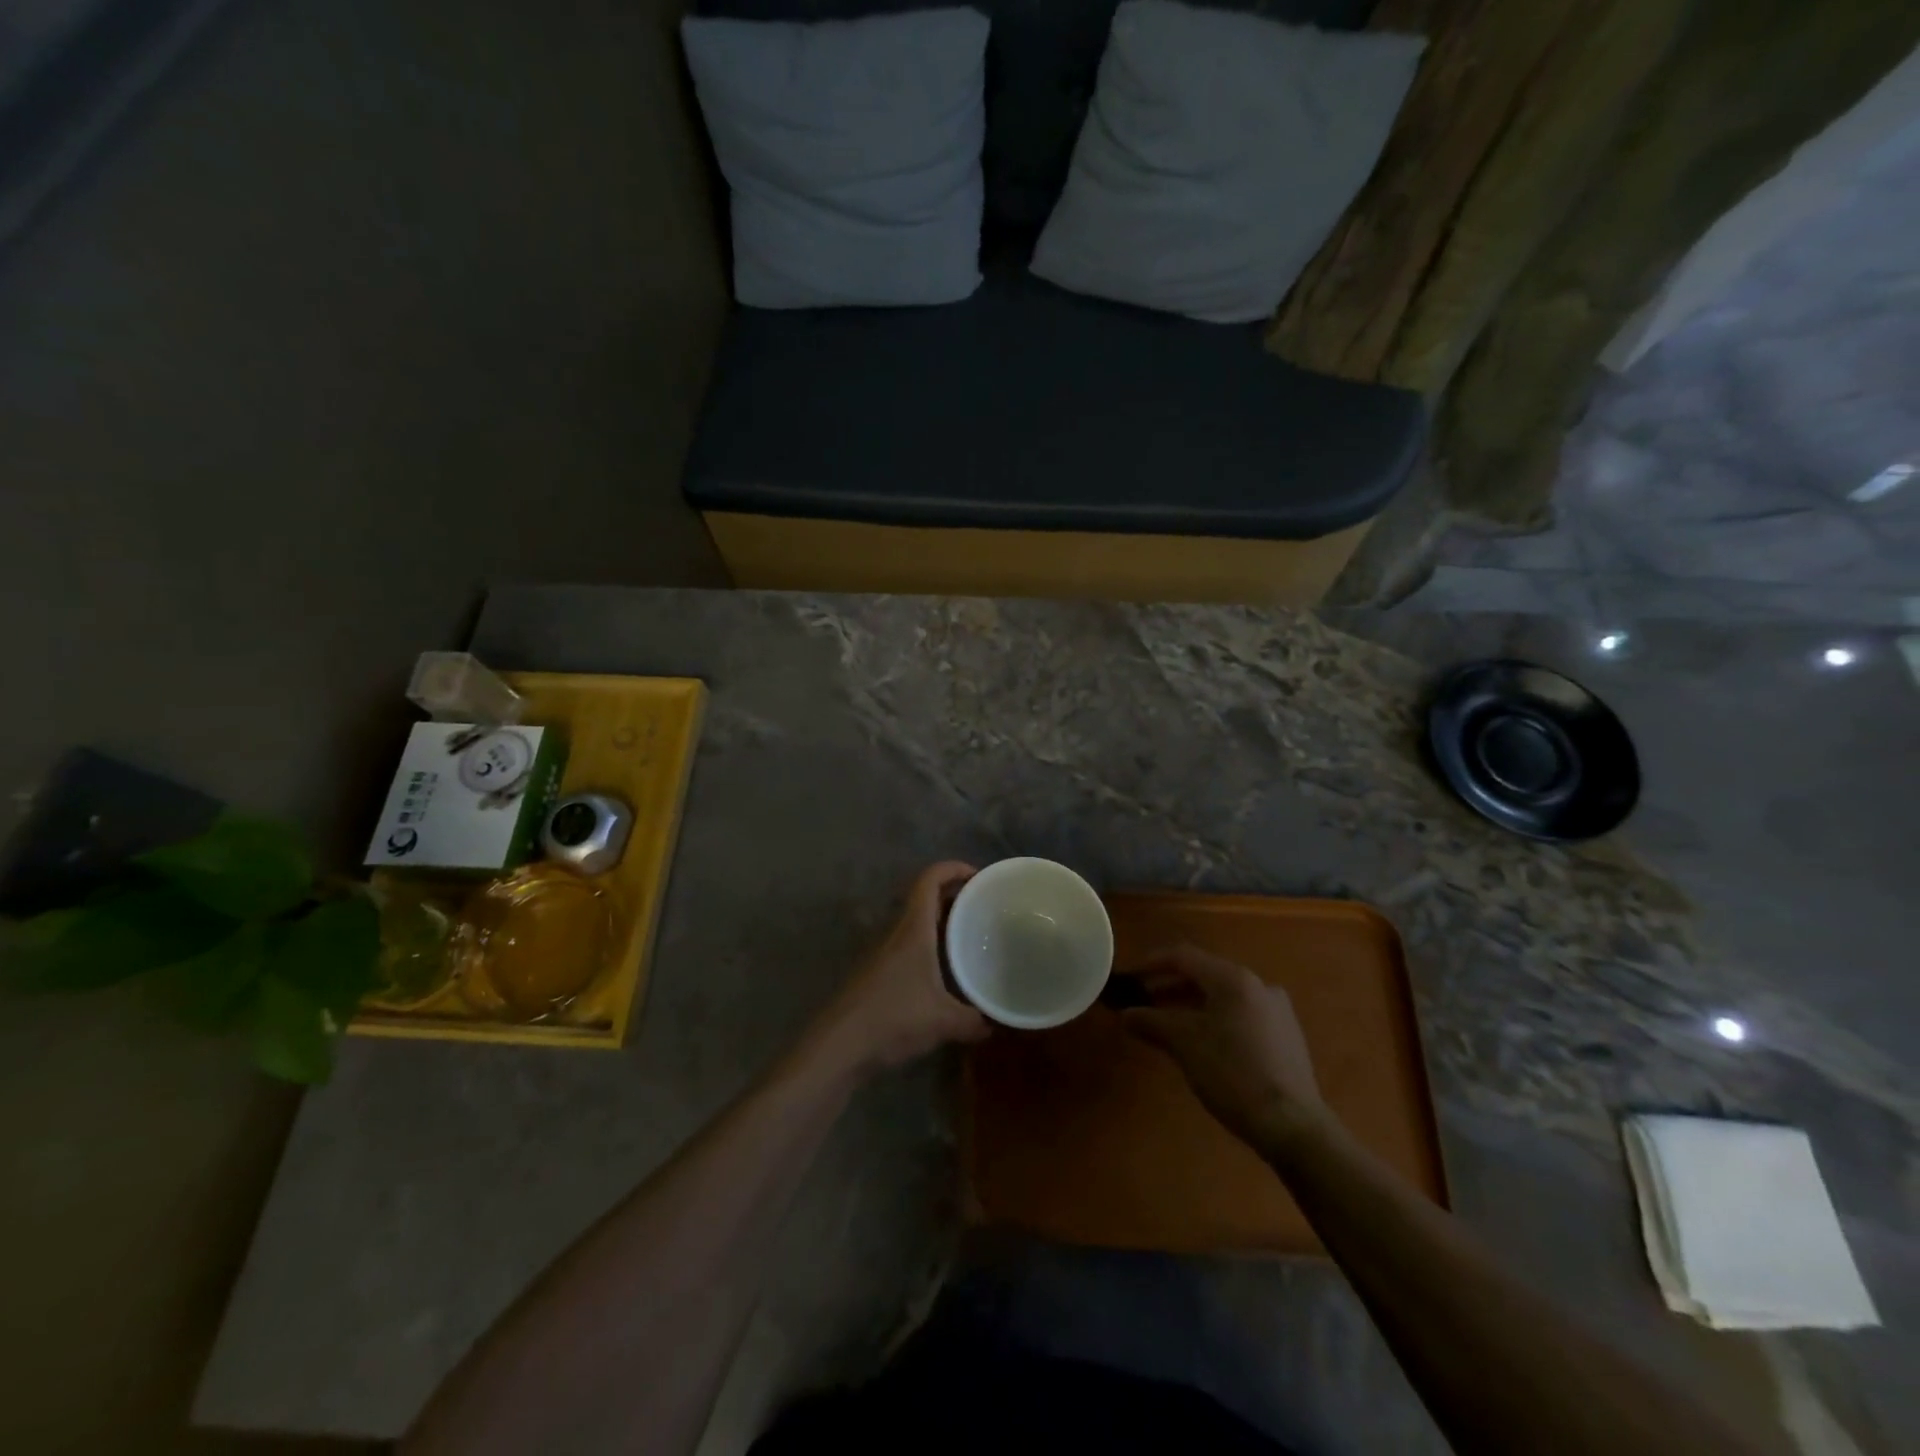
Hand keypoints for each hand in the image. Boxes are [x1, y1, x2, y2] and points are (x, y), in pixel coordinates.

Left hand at [815, 862, 989, 1075]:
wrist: (839, 1045)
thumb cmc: (892, 1019)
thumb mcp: (943, 1021)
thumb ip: (974, 1020)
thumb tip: (996, 1021)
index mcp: (913, 929)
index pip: (929, 880)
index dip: (953, 868)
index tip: (979, 876)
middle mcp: (898, 932)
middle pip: (925, 898)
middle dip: (954, 894)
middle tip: (984, 906)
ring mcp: (885, 952)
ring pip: (917, 922)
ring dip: (942, 920)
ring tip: (970, 934)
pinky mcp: (879, 972)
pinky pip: (910, 944)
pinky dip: (931, 944)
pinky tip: (946, 970)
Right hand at [1118, 944, 1327, 1149]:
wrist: (1293, 1125)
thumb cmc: (1233, 1074)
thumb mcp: (1184, 1045)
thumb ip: (1152, 1022)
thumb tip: (1125, 1014)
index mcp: (1233, 979)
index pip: (1184, 957)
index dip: (1153, 963)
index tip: (1131, 977)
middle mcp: (1258, 984)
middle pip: (1205, 974)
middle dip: (1171, 987)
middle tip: (1145, 1002)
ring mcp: (1277, 1009)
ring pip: (1224, 996)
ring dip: (1192, 1004)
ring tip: (1169, 1024)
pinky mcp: (1286, 1034)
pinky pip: (1241, 1013)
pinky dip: (1216, 1018)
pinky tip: (1204, 1042)